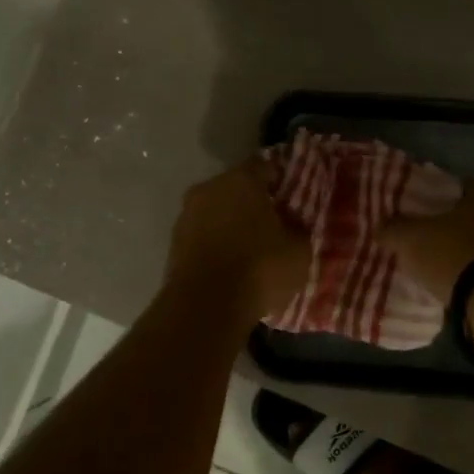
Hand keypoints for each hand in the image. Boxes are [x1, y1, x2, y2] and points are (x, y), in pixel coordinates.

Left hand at [162, 158, 308, 325]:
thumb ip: (298, 227)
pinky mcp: (174, 243)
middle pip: (237, 188)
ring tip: (251, 247)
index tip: (292, 196)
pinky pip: (203, 235)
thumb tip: (293, 221)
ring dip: (232, 223)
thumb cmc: (259, 268)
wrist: (204, 307)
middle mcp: (210, 188)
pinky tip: (231, 263)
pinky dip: (216, 243)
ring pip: (217, 211)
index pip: (265, 166)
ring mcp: (187, 215)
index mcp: (242, 179)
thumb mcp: (299, 250)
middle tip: (273, 222)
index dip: (280, 180)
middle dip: (254, 202)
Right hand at [380, 179, 473, 301]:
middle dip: (449, 228)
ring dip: (464, 251)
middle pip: (470, 216)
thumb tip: (382, 226)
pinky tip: (456, 283)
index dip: (431, 201)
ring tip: (437, 265)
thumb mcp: (411, 238)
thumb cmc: (456, 254)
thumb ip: (393, 228)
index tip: (415, 215)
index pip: (454, 188)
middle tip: (424, 241)